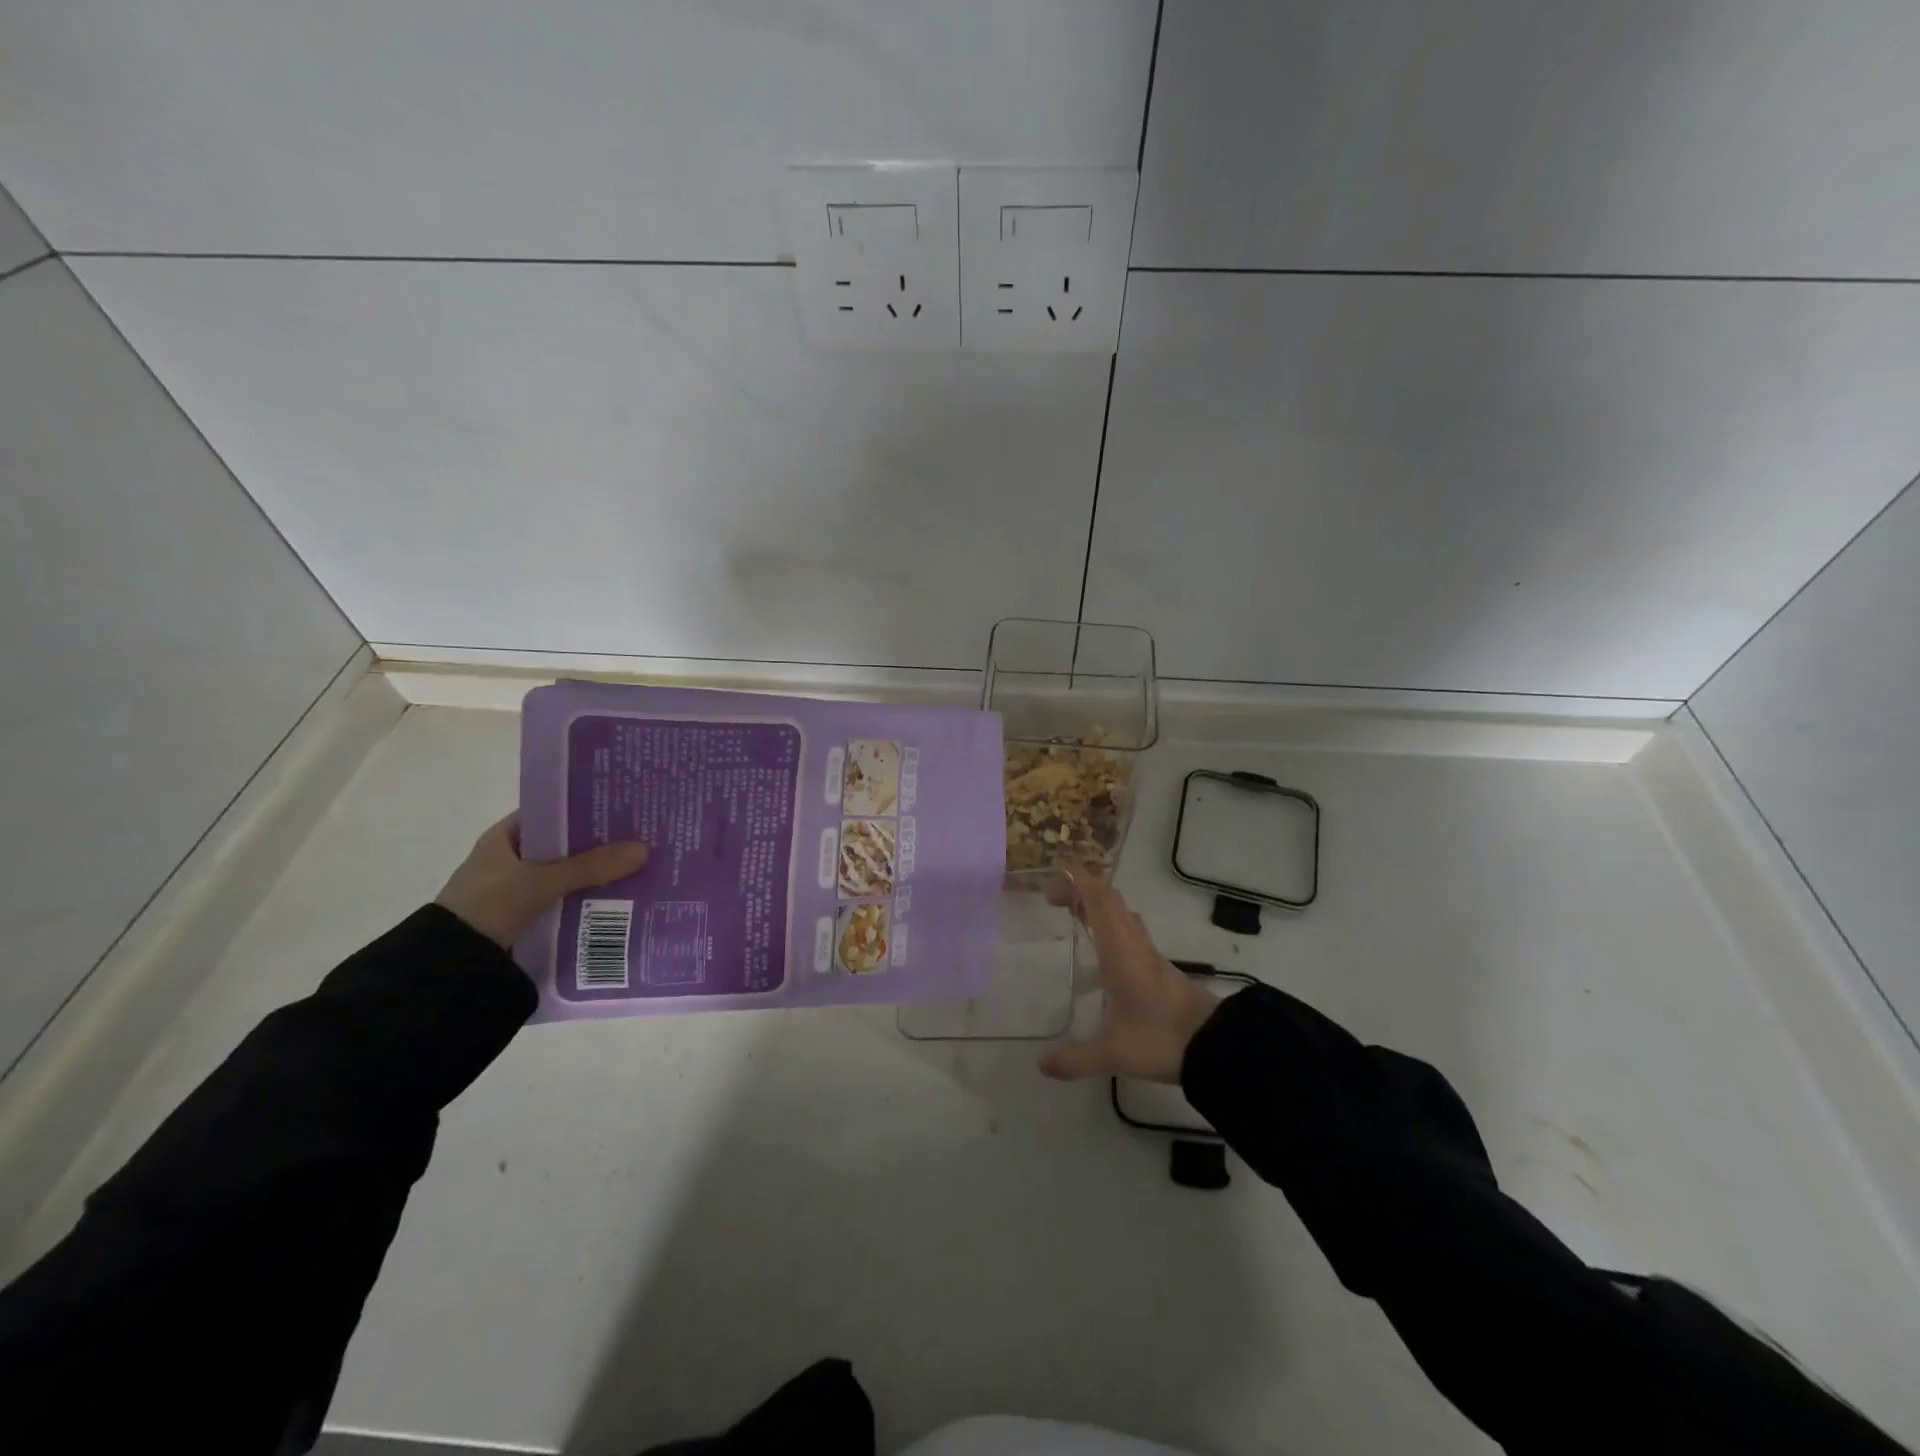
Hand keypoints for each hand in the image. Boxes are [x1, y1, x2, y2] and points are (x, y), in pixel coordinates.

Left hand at [436, 813, 648, 948]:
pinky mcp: (524, 917)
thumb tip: (644, 849)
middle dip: (598, 845)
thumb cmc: (488, 906)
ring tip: (639, 868)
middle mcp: (509, 859)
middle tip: (640, 839)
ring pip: (566, 875)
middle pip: (564, 846)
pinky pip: (563, 900)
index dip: (584, 809)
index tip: (621, 809)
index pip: (552, 813)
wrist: (451, 967)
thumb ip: (591, 866)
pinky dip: (585, 900)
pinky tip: (617, 900)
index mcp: (504, 838)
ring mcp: (516, 890)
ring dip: (595, 875)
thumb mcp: (542, 882)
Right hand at [1039, 867, 1219, 1083]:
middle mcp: (1134, 944)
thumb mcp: (1112, 1053)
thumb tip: (1041, 1065)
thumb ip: (1075, 1059)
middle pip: (1110, 900)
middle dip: (1081, 890)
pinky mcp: (1159, 968)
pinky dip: (1110, 927)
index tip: (1054, 875)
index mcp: (1120, 952)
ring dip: (1098, 906)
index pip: (1099, 900)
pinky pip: (1130, 932)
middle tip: (1054, 899)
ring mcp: (1150, 954)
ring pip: (1123, 915)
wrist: (1215, 1046)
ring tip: (1073, 918)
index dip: (1077, 881)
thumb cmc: (1160, 1039)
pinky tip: (1101, 955)